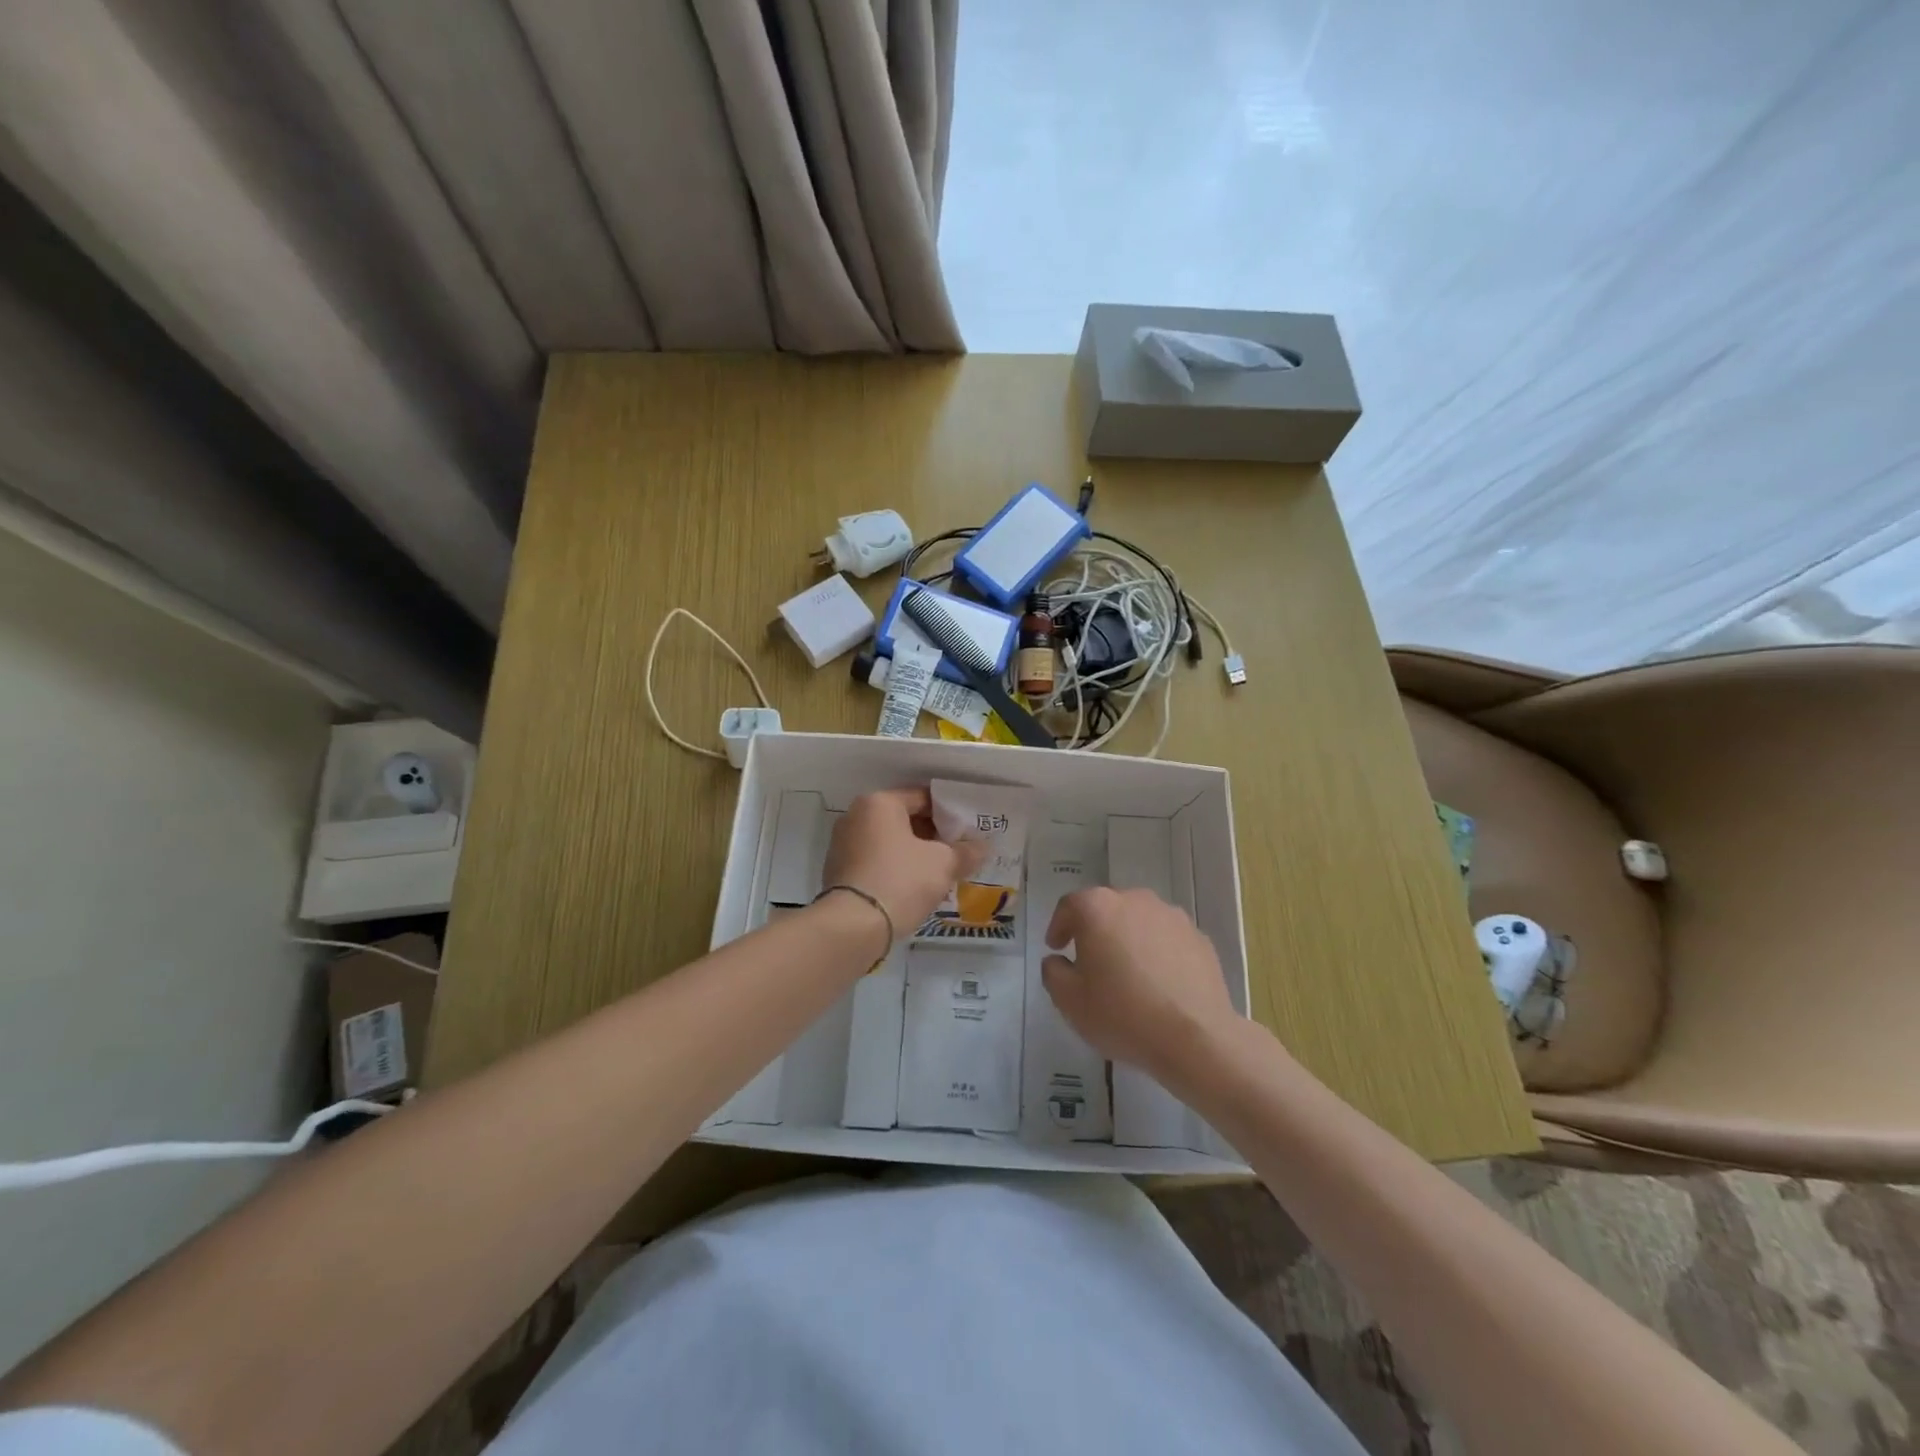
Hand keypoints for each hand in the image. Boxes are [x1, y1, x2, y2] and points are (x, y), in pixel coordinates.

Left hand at [822, 787, 987, 934]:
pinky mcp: (838, 871)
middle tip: (958, 853)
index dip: (950, 813)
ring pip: (890, 843)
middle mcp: (856, 816)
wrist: (853, 927)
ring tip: (941, 873)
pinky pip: (876, 861)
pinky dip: (896, 869)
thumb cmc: (901, 881)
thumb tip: (983, 847)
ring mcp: (843, 844)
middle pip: (905, 819)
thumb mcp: (943, 864)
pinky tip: (915, 888)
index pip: (923, 797)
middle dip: (933, 836)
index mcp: (879, 803)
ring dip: (915, 854)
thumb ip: (965, 852)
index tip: (968, 831)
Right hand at [1042, 887, 1237, 1085]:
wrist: (1196, 1038)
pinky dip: (1157, 952)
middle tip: (1089, 962)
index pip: (1069, 906)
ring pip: (1139, 921)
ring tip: (1127, 974)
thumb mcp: (1069, 1001)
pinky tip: (1158, 983)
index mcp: (1098, 908)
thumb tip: (1058, 960)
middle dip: (1094, 931)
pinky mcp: (1199, 937)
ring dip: (1128, 939)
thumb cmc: (1122, 1014)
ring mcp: (1172, 916)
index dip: (1058, 926)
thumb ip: (1053, 972)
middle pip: (1106, 908)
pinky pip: (1167, 939)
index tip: (1056, 948)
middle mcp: (1135, 900)